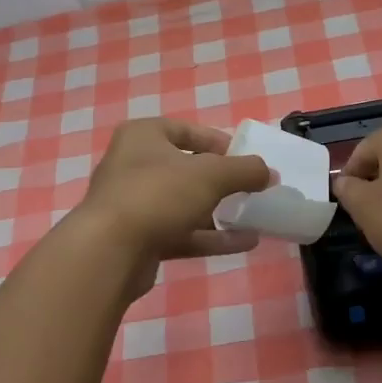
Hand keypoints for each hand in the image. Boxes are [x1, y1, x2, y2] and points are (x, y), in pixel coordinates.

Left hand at [72, 119, 271, 295]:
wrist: (110, 251)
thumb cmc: (158, 194)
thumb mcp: (211, 174)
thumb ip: (245, 170)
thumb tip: (271, 173)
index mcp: (143, 136)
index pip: (187, 131)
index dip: (219, 143)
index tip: (246, 159)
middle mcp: (133, 165)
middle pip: (186, 169)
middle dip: (222, 181)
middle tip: (252, 190)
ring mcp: (134, 205)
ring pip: (184, 204)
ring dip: (220, 212)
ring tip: (256, 218)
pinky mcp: (139, 239)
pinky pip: (182, 232)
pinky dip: (211, 237)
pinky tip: (246, 243)